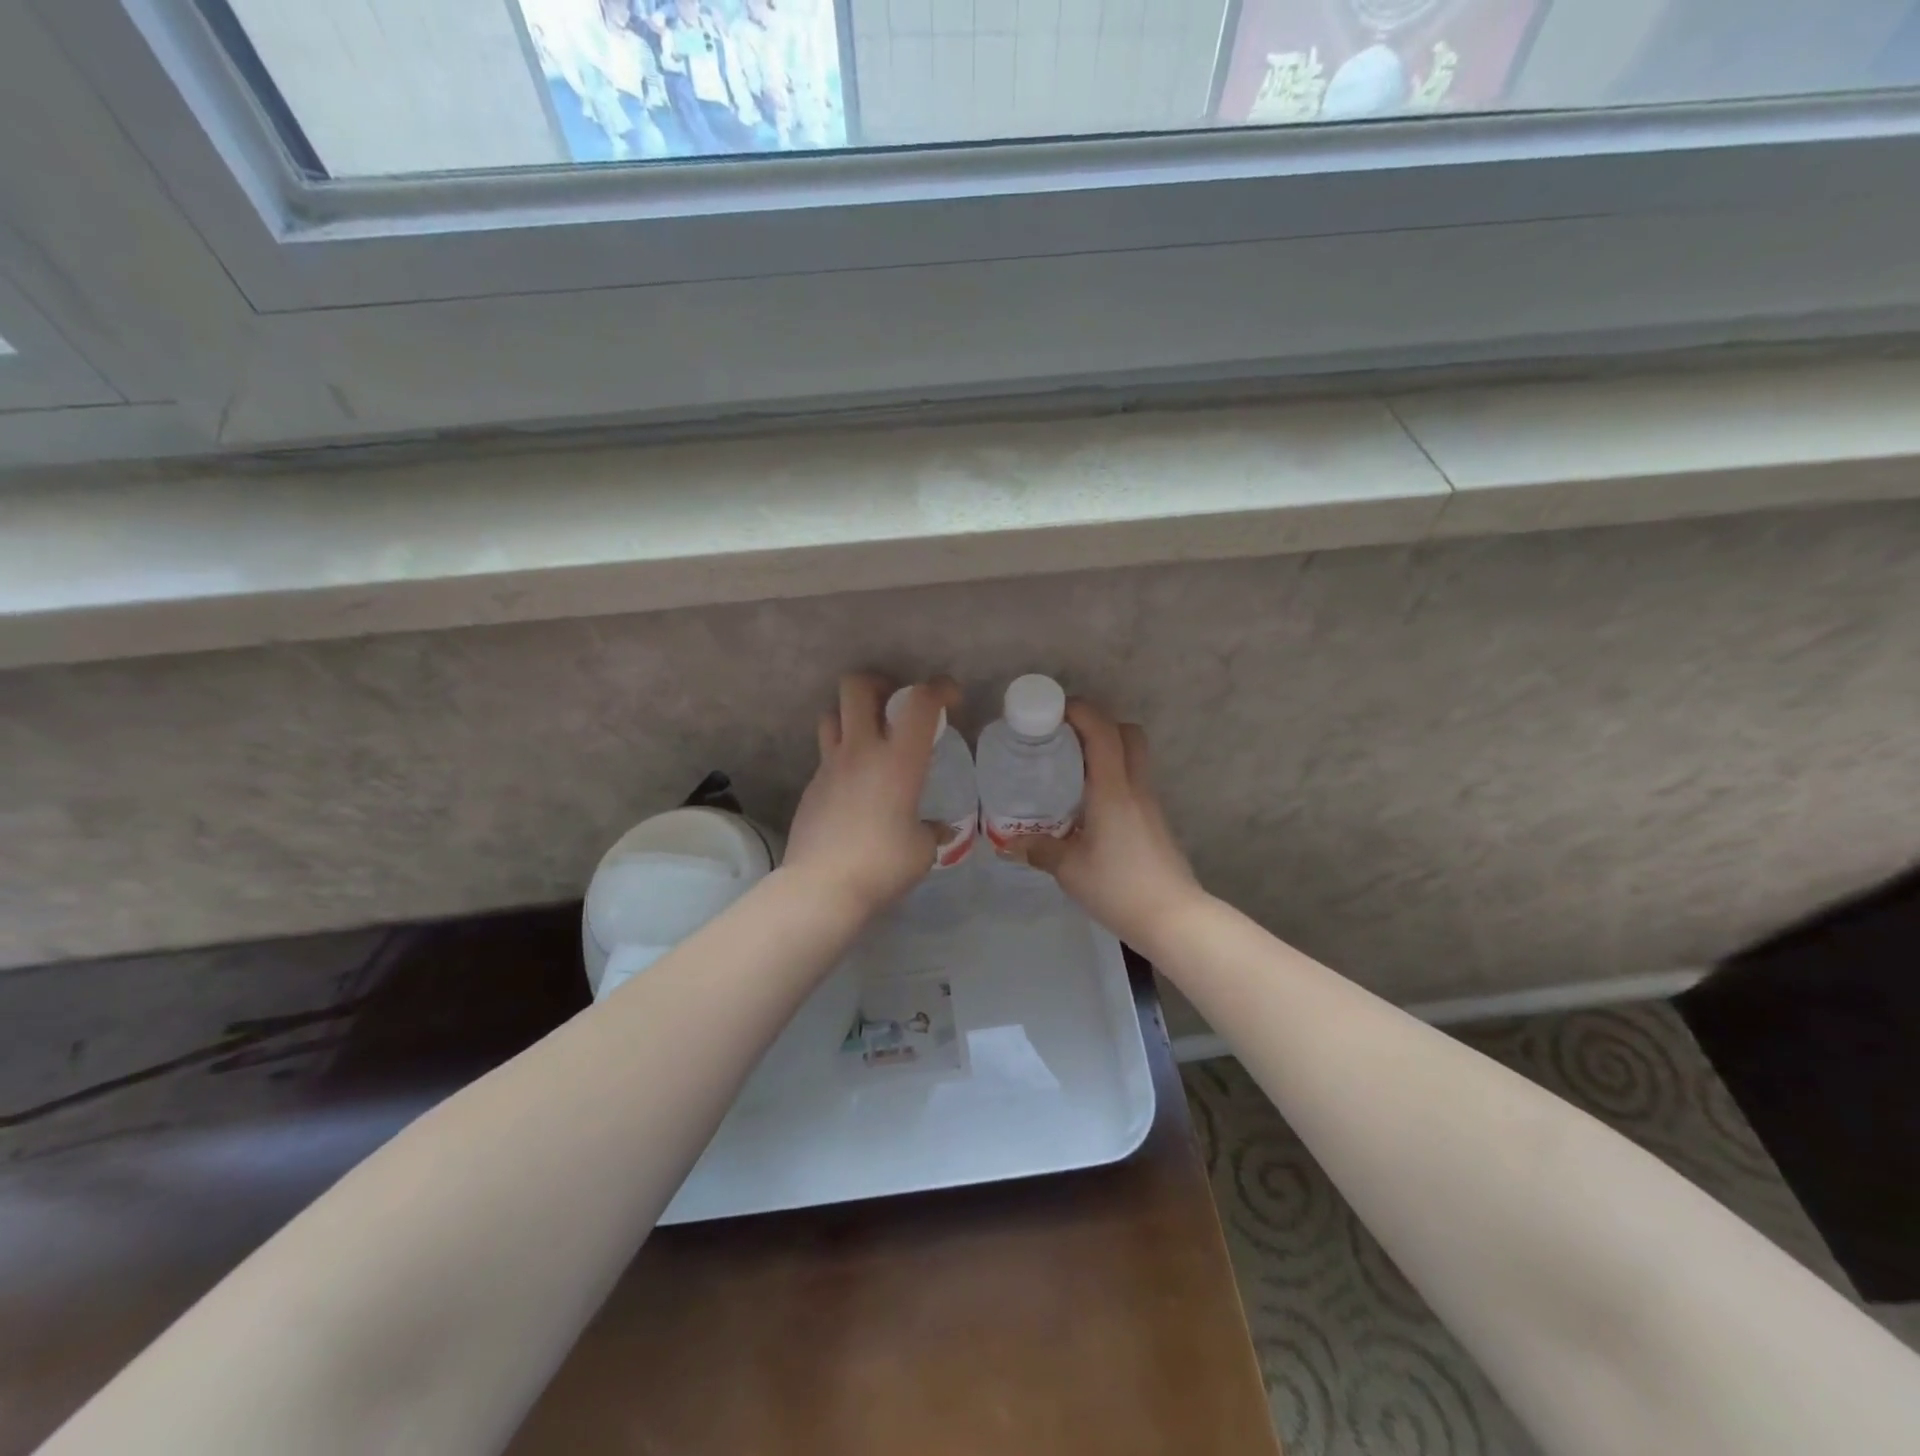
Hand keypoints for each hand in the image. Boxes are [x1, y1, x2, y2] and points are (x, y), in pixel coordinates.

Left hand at [784, 673, 961, 920]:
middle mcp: (861, 750)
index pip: (921, 701)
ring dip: (851, 715)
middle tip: (894, 703)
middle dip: (878, 683)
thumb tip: (939, 830)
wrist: (821, 887)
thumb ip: (931, 832)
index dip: (940, 688)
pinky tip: (854, 785)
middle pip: (856, 686)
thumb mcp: (921, 851)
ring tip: (868, 737)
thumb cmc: (882, 865)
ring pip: (831, 714)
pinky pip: (826, 755)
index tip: (950, 698)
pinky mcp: (811, 786)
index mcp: (899, 760)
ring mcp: (830, 765)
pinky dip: (842, 756)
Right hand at [1008, 700, 1206, 953]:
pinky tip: (1089, 805)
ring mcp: (1150, 804)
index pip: (1103, 731)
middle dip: (1097, 724)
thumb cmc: (1119, 888)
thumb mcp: (1069, 870)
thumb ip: (1040, 850)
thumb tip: (1010, 843)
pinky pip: (1133, 782)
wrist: (1173, 918)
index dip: (1080, 711)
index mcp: (1113, 790)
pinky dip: (1112, 778)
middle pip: (1127, 733)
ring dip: (1106, 751)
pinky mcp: (1155, 821)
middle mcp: (1135, 788)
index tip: (1052, 711)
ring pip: (1133, 757)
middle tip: (1064, 739)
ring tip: (1071, 771)